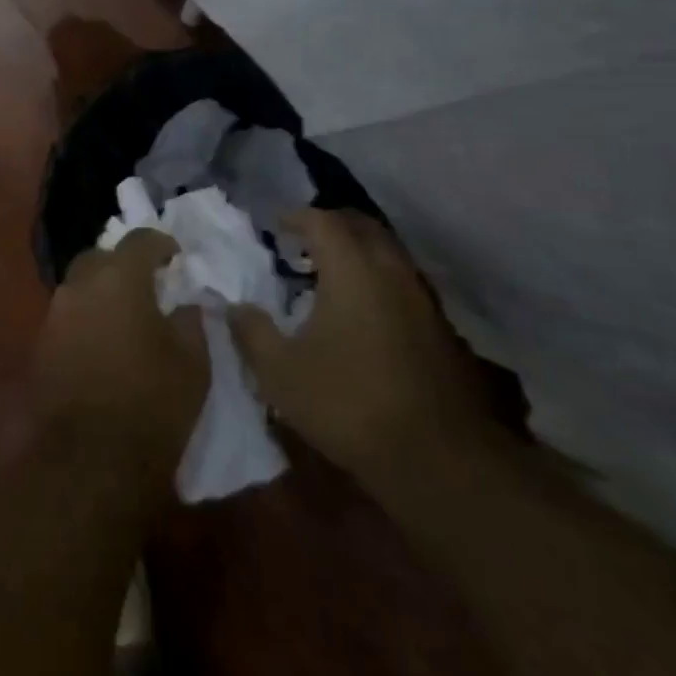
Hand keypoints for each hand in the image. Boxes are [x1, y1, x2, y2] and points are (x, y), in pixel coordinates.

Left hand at [36, 230, 207, 480]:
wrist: (91, 460)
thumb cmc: (152, 404)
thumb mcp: (193, 362)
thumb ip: (190, 322)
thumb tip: (184, 305)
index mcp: (120, 279)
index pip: (140, 240)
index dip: (161, 244)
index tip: (176, 257)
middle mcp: (81, 286)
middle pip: (101, 257)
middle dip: (124, 263)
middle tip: (147, 284)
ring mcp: (55, 315)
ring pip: (80, 286)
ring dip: (102, 291)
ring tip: (126, 314)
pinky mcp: (42, 345)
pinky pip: (68, 316)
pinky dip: (87, 318)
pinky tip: (104, 340)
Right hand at [231, 209, 492, 484]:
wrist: (436, 457)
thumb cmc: (347, 402)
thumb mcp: (280, 371)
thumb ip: (252, 331)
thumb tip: (235, 307)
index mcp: (352, 270)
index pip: (322, 222)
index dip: (296, 218)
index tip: (276, 226)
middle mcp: (391, 272)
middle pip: (362, 227)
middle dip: (331, 226)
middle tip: (303, 241)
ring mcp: (422, 300)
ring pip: (388, 255)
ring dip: (358, 253)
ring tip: (328, 276)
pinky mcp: (440, 330)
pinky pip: (402, 284)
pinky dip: (377, 281)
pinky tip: (360, 313)